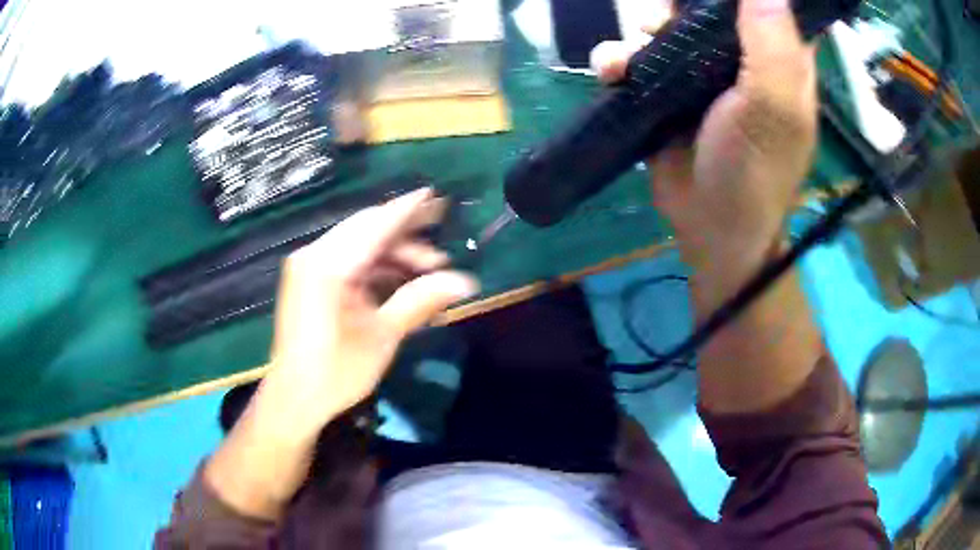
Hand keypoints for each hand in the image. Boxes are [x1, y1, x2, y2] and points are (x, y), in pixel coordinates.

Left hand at [263, 188, 478, 435]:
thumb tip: (466, 282)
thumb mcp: (382, 335)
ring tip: (429, 271)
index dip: (407, 210)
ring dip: (393, 255)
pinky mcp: (310, 280)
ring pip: (359, 246)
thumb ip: (421, 301)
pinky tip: (400, 281)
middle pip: (367, 230)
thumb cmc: (336, 371)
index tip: (434, 195)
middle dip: (406, 235)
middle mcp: (315, 255)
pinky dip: (375, 268)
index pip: (376, 225)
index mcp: (329, 265)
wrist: (295, 397)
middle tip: (441, 239)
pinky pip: (348, 261)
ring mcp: (309, 267)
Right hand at [592, 0, 816, 308]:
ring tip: (633, 56)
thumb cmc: (753, 172)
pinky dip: (618, 59)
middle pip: (709, 8)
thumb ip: (772, 45)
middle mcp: (743, 59)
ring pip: (668, 27)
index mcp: (780, 59)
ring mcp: (702, 74)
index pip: (768, 6)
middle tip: (664, 20)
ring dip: (642, 31)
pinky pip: (638, 58)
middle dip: (681, 7)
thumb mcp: (773, 109)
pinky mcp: (666, 92)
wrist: (709, 229)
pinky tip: (613, 73)